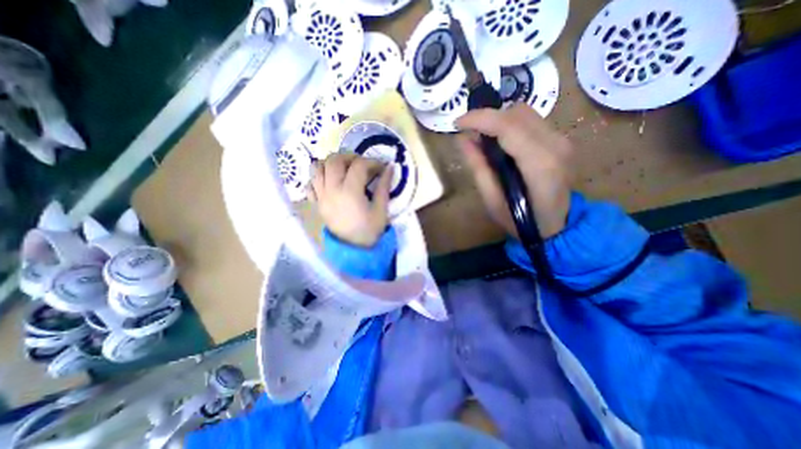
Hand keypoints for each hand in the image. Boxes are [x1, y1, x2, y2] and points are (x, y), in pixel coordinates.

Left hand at [308, 153, 393, 247]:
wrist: (354, 250)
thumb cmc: (370, 231)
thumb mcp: (381, 210)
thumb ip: (384, 186)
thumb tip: (390, 167)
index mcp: (350, 193)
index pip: (359, 166)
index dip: (372, 162)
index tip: (381, 167)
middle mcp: (332, 191)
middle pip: (334, 161)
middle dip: (350, 157)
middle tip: (362, 164)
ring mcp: (321, 197)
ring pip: (317, 168)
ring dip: (331, 163)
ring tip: (344, 168)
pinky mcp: (316, 203)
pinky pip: (310, 183)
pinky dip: (318, 176)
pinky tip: (330, 180)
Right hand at [452, 103, 571, 240]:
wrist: (556, 226)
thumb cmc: (521, 220)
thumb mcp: (492, 200)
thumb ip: (478, 168)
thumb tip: (463, 139)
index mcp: (539, 164)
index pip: (508, 126)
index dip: (480, 119)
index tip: (458, 123)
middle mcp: (555, 145)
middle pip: (517, 113)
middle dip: (488, 117)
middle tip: (469, 133)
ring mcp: (562, 141)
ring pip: (525, 113)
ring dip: (499, 120)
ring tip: (483, 138)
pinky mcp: (560, 140)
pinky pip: (531, 121)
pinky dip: (510, 125)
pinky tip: (499, 142)